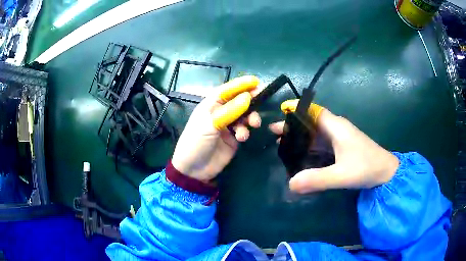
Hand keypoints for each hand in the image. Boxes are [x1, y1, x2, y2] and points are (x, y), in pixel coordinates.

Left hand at [171, 76, 261, 182]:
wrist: (194, 169)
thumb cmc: (196, 142)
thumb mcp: (210, 125)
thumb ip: (229, 111)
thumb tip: (247, 97)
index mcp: (210, 105)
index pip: (226, 90)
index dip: (240, 84)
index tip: (256, 81)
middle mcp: (220, 112)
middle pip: (238, 101)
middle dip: (250, 100)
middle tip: (262, 98)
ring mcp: (227, 125)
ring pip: (244, 115)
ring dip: (250, 117)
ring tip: (253, 124)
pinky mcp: (233, 138)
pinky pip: (243, 129)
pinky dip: (245, 131)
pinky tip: (242, 137)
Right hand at [269, 101, 398, 193]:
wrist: (386, 173)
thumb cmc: (366, 168)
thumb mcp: (341, 175)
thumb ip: (317, 179)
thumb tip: (290, 184)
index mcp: (336, 127)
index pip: (313, 110)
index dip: (297, 108)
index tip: (280, 111)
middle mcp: (336, 128)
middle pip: (311, 122)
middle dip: (293, 126)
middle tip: (273, 133)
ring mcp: (340, 138)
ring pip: (316, 133)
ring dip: (300, 137)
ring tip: (282, 144)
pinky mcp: (342, 148)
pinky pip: (322, 144)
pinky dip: (309, 147)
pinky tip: (301, 156)